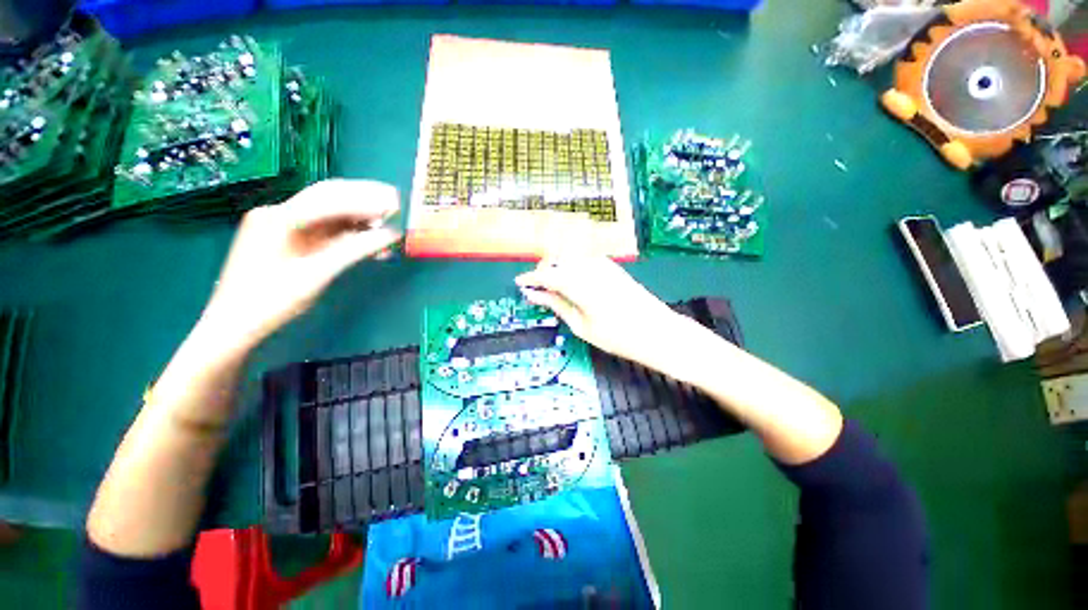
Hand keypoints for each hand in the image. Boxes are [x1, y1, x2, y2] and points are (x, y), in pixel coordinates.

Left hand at [199, 179, 400, 350]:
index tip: (396, 204)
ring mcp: (282, 225)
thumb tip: (391, 235)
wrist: (235, 324)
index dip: (365, 200)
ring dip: (358, 214)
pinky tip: (368, 235)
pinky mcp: (288, 238)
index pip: (329, 200)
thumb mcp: (317, 275)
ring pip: (328, 211)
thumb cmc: (271, 301)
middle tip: (396, 202)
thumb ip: (355, 250)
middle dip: (363, 198)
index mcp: (278, 218)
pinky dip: (348, 230)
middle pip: (328, 196)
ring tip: (388, 219)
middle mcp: (278, 213)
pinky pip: (323, 228)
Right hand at [515, 256, 684, 367]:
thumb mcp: (581, 325)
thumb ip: (556, 305)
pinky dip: (572, 266)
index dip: (530, 278)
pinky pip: (584, 258)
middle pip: (557, 258)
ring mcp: (602, 263)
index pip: (546, 274)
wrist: (656, 331)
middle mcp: (589, 266)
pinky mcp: (611, 265)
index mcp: (579, 283)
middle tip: (536, 287)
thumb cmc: (617, 336)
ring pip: (570, 255)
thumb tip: (533, 295)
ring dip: (557, 266)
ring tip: (553, 286)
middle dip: (543, 269)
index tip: (519, 283)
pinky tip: (571, 281)